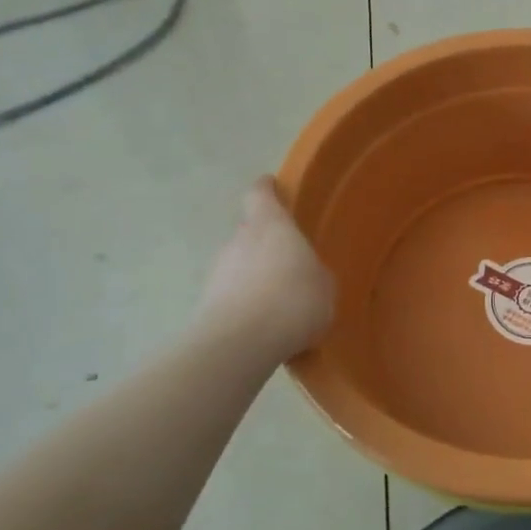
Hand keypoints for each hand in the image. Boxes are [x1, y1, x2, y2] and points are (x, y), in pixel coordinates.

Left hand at [194, 177, 334, 362]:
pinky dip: (245, 304)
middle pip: (250, 232)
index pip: (259, 194)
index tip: (271, 186)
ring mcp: (217, 272)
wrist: (241, 343)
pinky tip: (264, 326)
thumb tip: (306, 275)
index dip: (265, 189)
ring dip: (254, 276)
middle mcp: (239, 240)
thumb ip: (314, 273)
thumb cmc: (293, 299)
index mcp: (270, 225)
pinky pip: (232, 296)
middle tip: (288, 262)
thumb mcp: (324, 286)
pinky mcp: (206, 303)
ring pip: (239, 265)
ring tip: (278, 302)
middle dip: (265, 244)